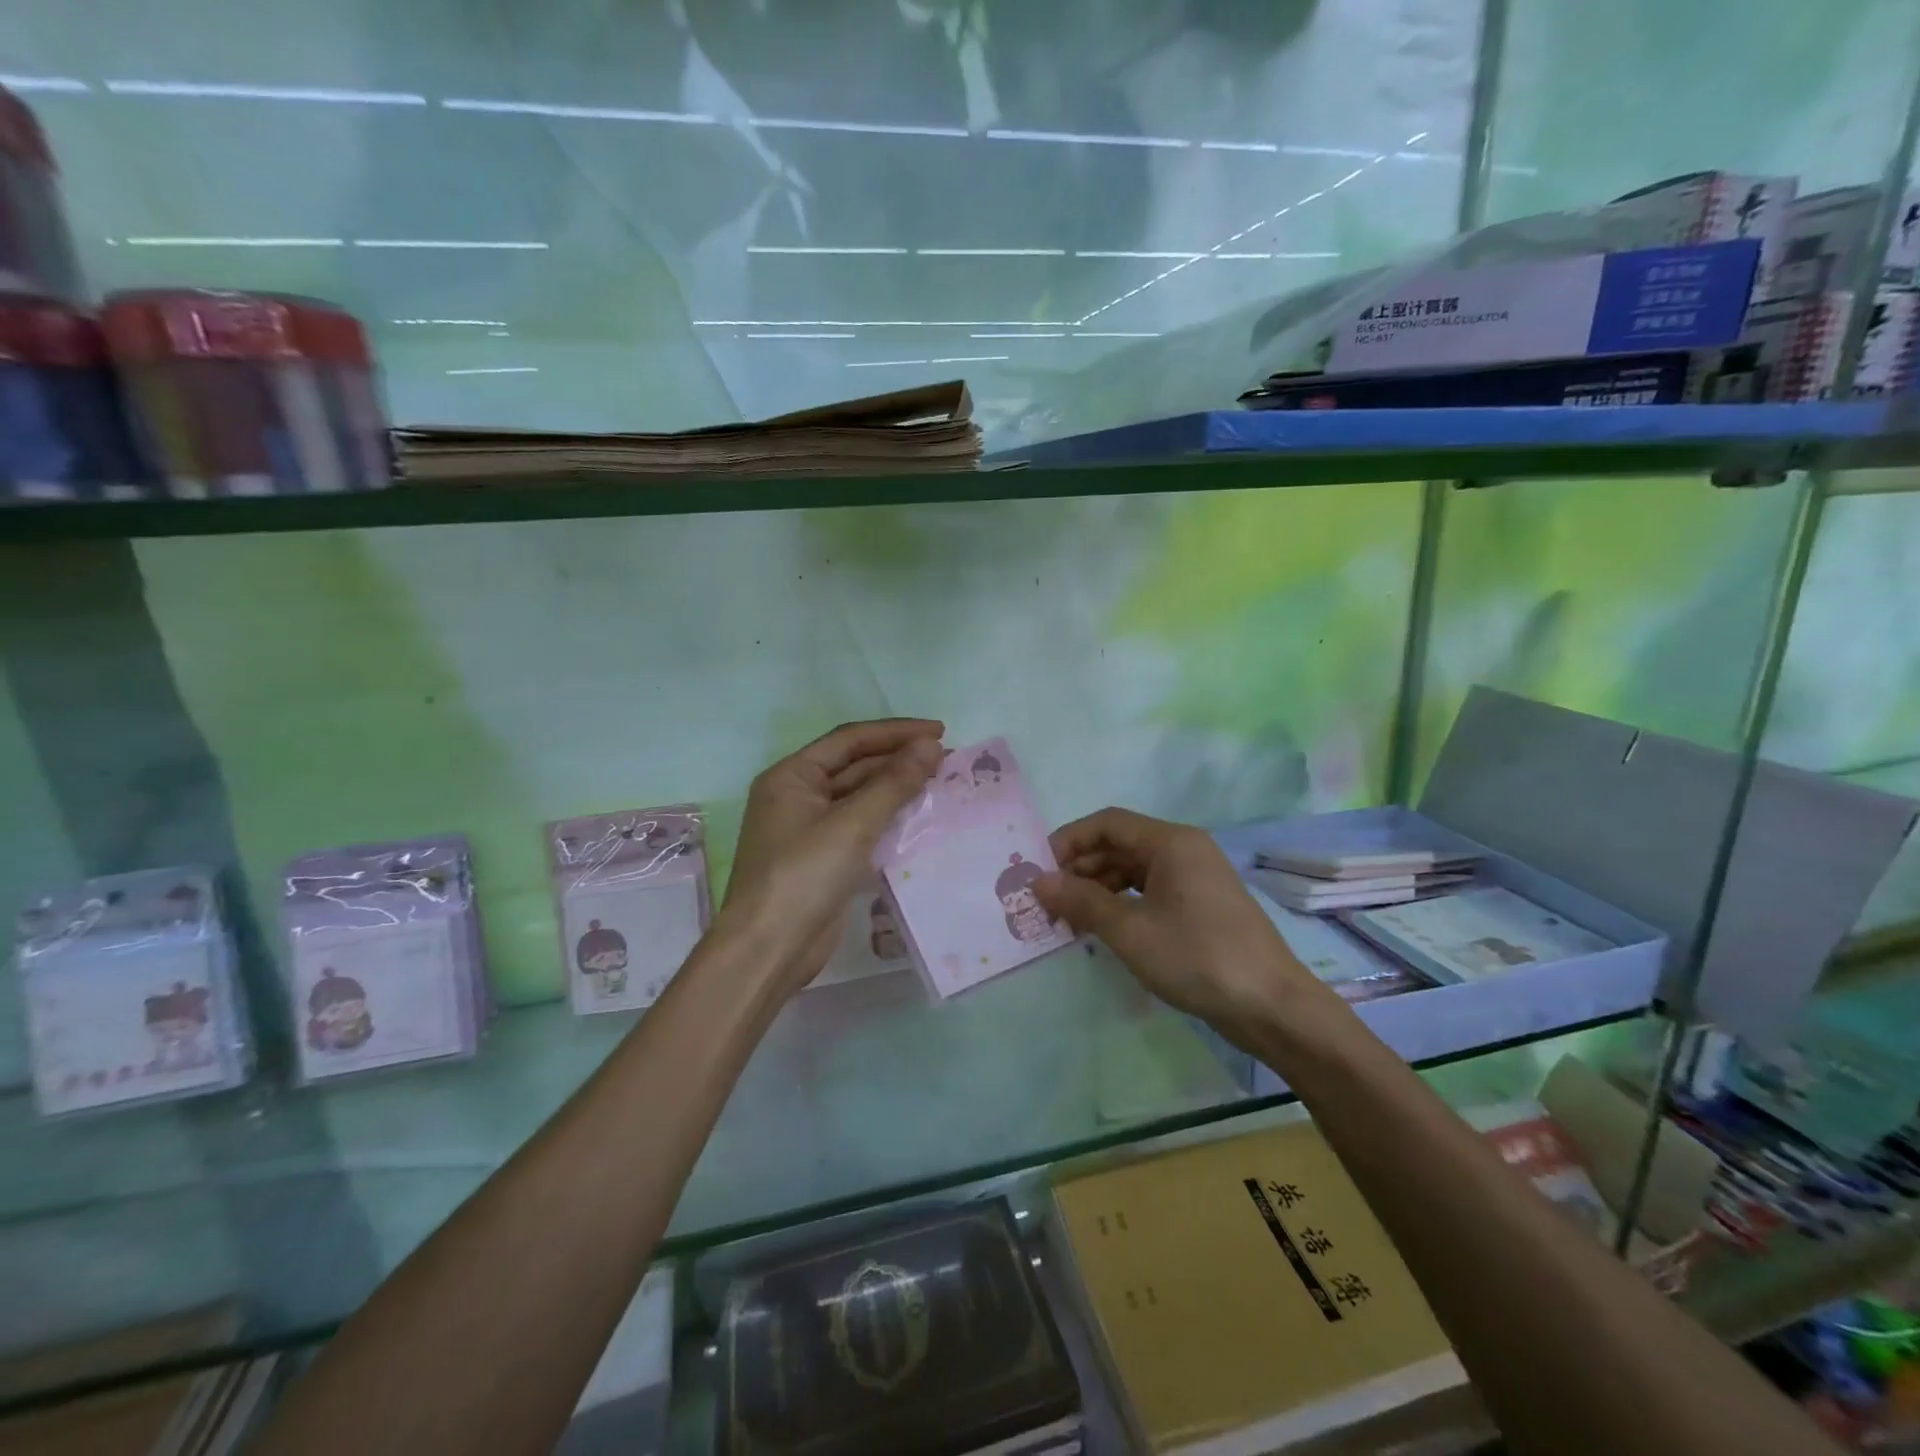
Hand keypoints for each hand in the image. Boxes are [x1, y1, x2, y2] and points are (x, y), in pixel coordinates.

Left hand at [722, 719, 943, 994]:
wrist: (769, 949)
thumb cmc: (803, 875)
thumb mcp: (852, 823)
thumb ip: (894, 782)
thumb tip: (931, 746)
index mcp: (791, 776)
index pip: (850, 740)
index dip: (896, 732)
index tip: (940, 731)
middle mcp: (797, 796)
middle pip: (855, 766)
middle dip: (899, 760)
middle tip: (947, 759)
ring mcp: (809, 830)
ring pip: (860, 797)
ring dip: (896, 789)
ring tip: (940, 783)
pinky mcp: (824, 859)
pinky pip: (861, 827)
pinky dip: (888, 819)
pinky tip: (919, 818)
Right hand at [1035, 808, 1333, 1039]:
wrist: (1272, 1006)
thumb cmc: (1197, 957)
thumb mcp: (1130, 930)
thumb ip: (1081, 901)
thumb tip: (1038, 881)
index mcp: (1171, 842)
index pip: (1107, 823)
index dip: (1068, 841)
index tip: (1039, 870)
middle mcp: (1184, 850)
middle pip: (1120, 845)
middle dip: (1081, 869)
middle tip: (1048, 901)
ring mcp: (1195, 878)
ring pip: (1133, 870)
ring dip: (1099, 889)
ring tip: (1069, 920)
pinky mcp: (1201, 905)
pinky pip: (1151, 891)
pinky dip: (1123, 904)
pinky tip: (1103, 930)